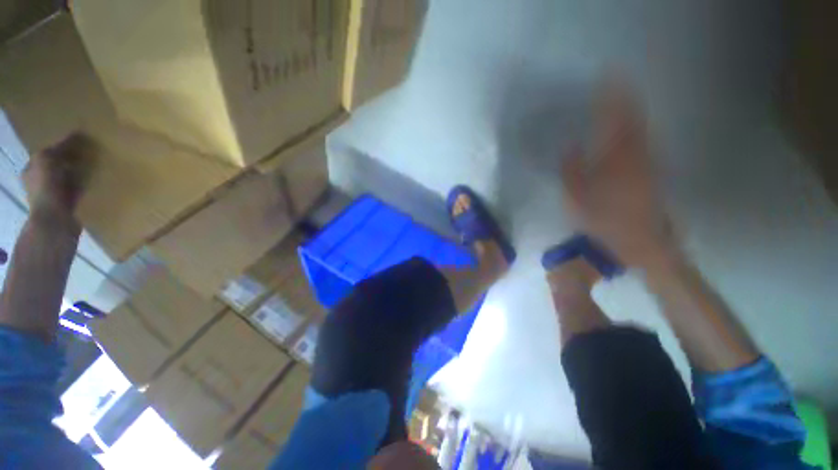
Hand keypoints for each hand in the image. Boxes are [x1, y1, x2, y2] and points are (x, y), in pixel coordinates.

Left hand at [23, 133, 93, 221]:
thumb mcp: (47, 160)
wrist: (55, 221)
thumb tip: (76, 134)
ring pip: (68, 177)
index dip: (61, 145)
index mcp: (32, 169)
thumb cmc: (47, 188)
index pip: (47, 152)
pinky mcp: (68, 204)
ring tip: (94, 165)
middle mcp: (39, 181)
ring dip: (78, 171)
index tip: (79, 140)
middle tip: (88, 152)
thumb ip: (60, 147)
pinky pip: (77, 189)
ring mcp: (53, 194)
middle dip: (70, 159)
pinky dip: (84, 184)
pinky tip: (94, 180)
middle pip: (57, 165)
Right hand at [561, 81, 673, 266]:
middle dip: (625, 100)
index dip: (611, 101)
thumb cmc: (602, 221)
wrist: (638, 242)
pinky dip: (640, 130)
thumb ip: (571, 171)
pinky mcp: (652, 173)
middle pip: (632, 121)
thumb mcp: (576, 198)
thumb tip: (569, 146)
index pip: (613, 123)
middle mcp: (635, 157)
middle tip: (618, 82)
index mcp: (614, 162)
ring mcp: (647, 164)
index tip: (606, 81)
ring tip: (626, 98)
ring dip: (634, 112)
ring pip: (642, 130)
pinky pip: (647, 144)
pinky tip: (635, 128)